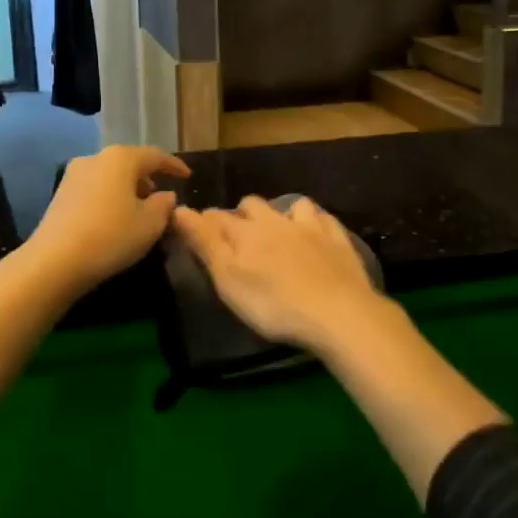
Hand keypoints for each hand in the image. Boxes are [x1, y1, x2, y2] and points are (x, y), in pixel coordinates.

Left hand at [23, 145, 189, 296]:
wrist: (54, 261)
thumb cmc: (111, 236)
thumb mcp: (150, 224)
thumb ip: (164, 205)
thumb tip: (165, 196)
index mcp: (121, 158)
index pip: (156, 156)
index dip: (174, 166)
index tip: (187, 176)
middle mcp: (96, 158)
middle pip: (130, 162)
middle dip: (148, 177)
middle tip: (162, 196)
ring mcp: (74, 174)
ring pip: (110, 175)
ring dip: (127, 188)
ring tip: (139, 209)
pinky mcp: (60, 193)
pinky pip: (95, 188)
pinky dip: (110, 196)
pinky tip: (115, 217)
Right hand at [171, 196, 386, 353]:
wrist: (337, 312)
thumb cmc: (272, 303)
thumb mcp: (227, 278)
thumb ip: (204, 242)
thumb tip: (179, 209)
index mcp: (246, 232)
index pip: (217, 218)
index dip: (204, 221)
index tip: (197, 230)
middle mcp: (276, 220)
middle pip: (253, 205)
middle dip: (242, 215)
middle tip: (239, 236)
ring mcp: (310, 227)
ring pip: (290, 206)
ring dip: (281, 213)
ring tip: (279, 230)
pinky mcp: (337, 239)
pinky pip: (322, 219)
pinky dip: (314, 222)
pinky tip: (315, 233)